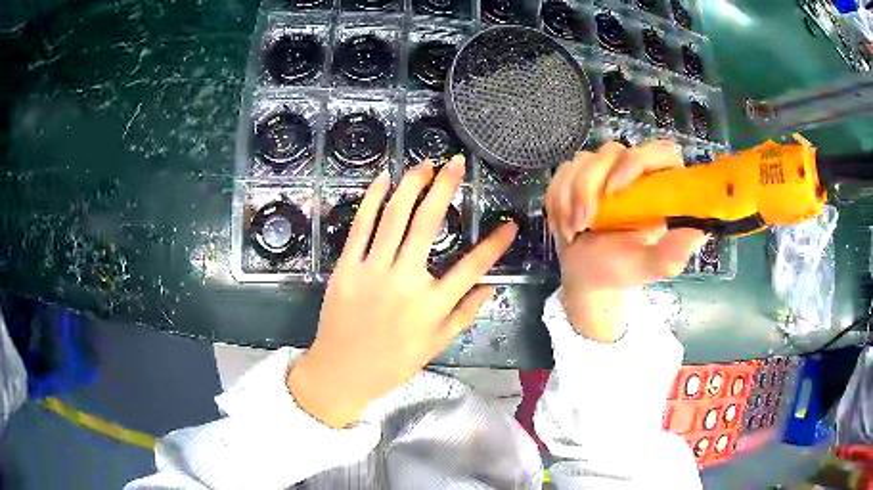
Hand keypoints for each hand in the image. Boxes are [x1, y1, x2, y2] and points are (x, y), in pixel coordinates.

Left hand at [288, 156, 517, 427]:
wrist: (342, 371)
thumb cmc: (392, 363)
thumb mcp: (436, 346)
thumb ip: (464, 315)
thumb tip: (491, 288)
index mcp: (432, 305)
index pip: (472, 268)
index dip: (495, 244)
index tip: (509, 224)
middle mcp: (405, 281)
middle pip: (428, 225)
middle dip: (445, 188)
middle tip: (456, 163)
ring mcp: (372, 270)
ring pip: (394, 217)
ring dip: (411, 186)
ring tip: (425, 165)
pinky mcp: (346, 267)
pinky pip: (360, 226)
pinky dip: (372, 199)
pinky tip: (384, 179)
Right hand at [545, 140, 706, 340]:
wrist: (586, 277)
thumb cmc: (620, 271)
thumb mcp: (647, 267)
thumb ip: (670, 254)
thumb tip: (698, 233)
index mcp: (661, 189)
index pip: (660, 152)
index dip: (637, 161)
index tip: (615, 190)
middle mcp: (635, 173)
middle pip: (612, 151)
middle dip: (590, 186)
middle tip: (584, 222)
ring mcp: (605, 171)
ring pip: (583, 160)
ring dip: (570, 196)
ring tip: (574, 229)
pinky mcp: (580, 176)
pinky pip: (563, 171)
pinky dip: (557, 198)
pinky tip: (565, 223)